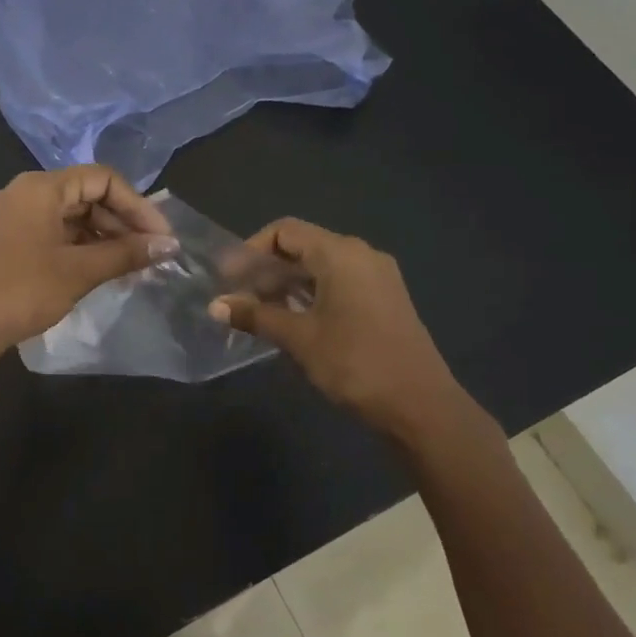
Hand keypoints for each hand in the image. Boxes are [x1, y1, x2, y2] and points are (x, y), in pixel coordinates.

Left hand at [0, 165, 175, 361]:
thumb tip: (169, 245)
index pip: (103, 179)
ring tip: (132, 266)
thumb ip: (125, 254)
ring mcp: (14, 218)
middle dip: (123, 223)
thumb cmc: (20, 291)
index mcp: (41, 188)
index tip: (161, 237)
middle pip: (87, 196)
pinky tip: (102, 271)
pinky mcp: (8, 242)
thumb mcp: (78, 271)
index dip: (138, 206)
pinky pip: (54, 234)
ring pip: (71, 217)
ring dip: (104, 238)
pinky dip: (81, 248)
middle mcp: (26, 193)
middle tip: (152, 254)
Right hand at [210, 218, 463, 438]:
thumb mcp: (299, 339)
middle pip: (303, 246)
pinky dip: (311, 294)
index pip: (285, 231)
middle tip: (238, 297)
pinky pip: (339, 283)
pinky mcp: (384, 299)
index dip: (251, 250)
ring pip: (321, 267)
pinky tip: (293, 320)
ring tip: (259, 312)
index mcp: (341, 253)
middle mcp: (361, 254)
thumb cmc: (354, 363)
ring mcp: (377, 277)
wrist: (420, 405)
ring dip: (287, 284)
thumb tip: (215, 306)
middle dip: (267, 269)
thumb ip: (256, 316)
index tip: (228, 278)